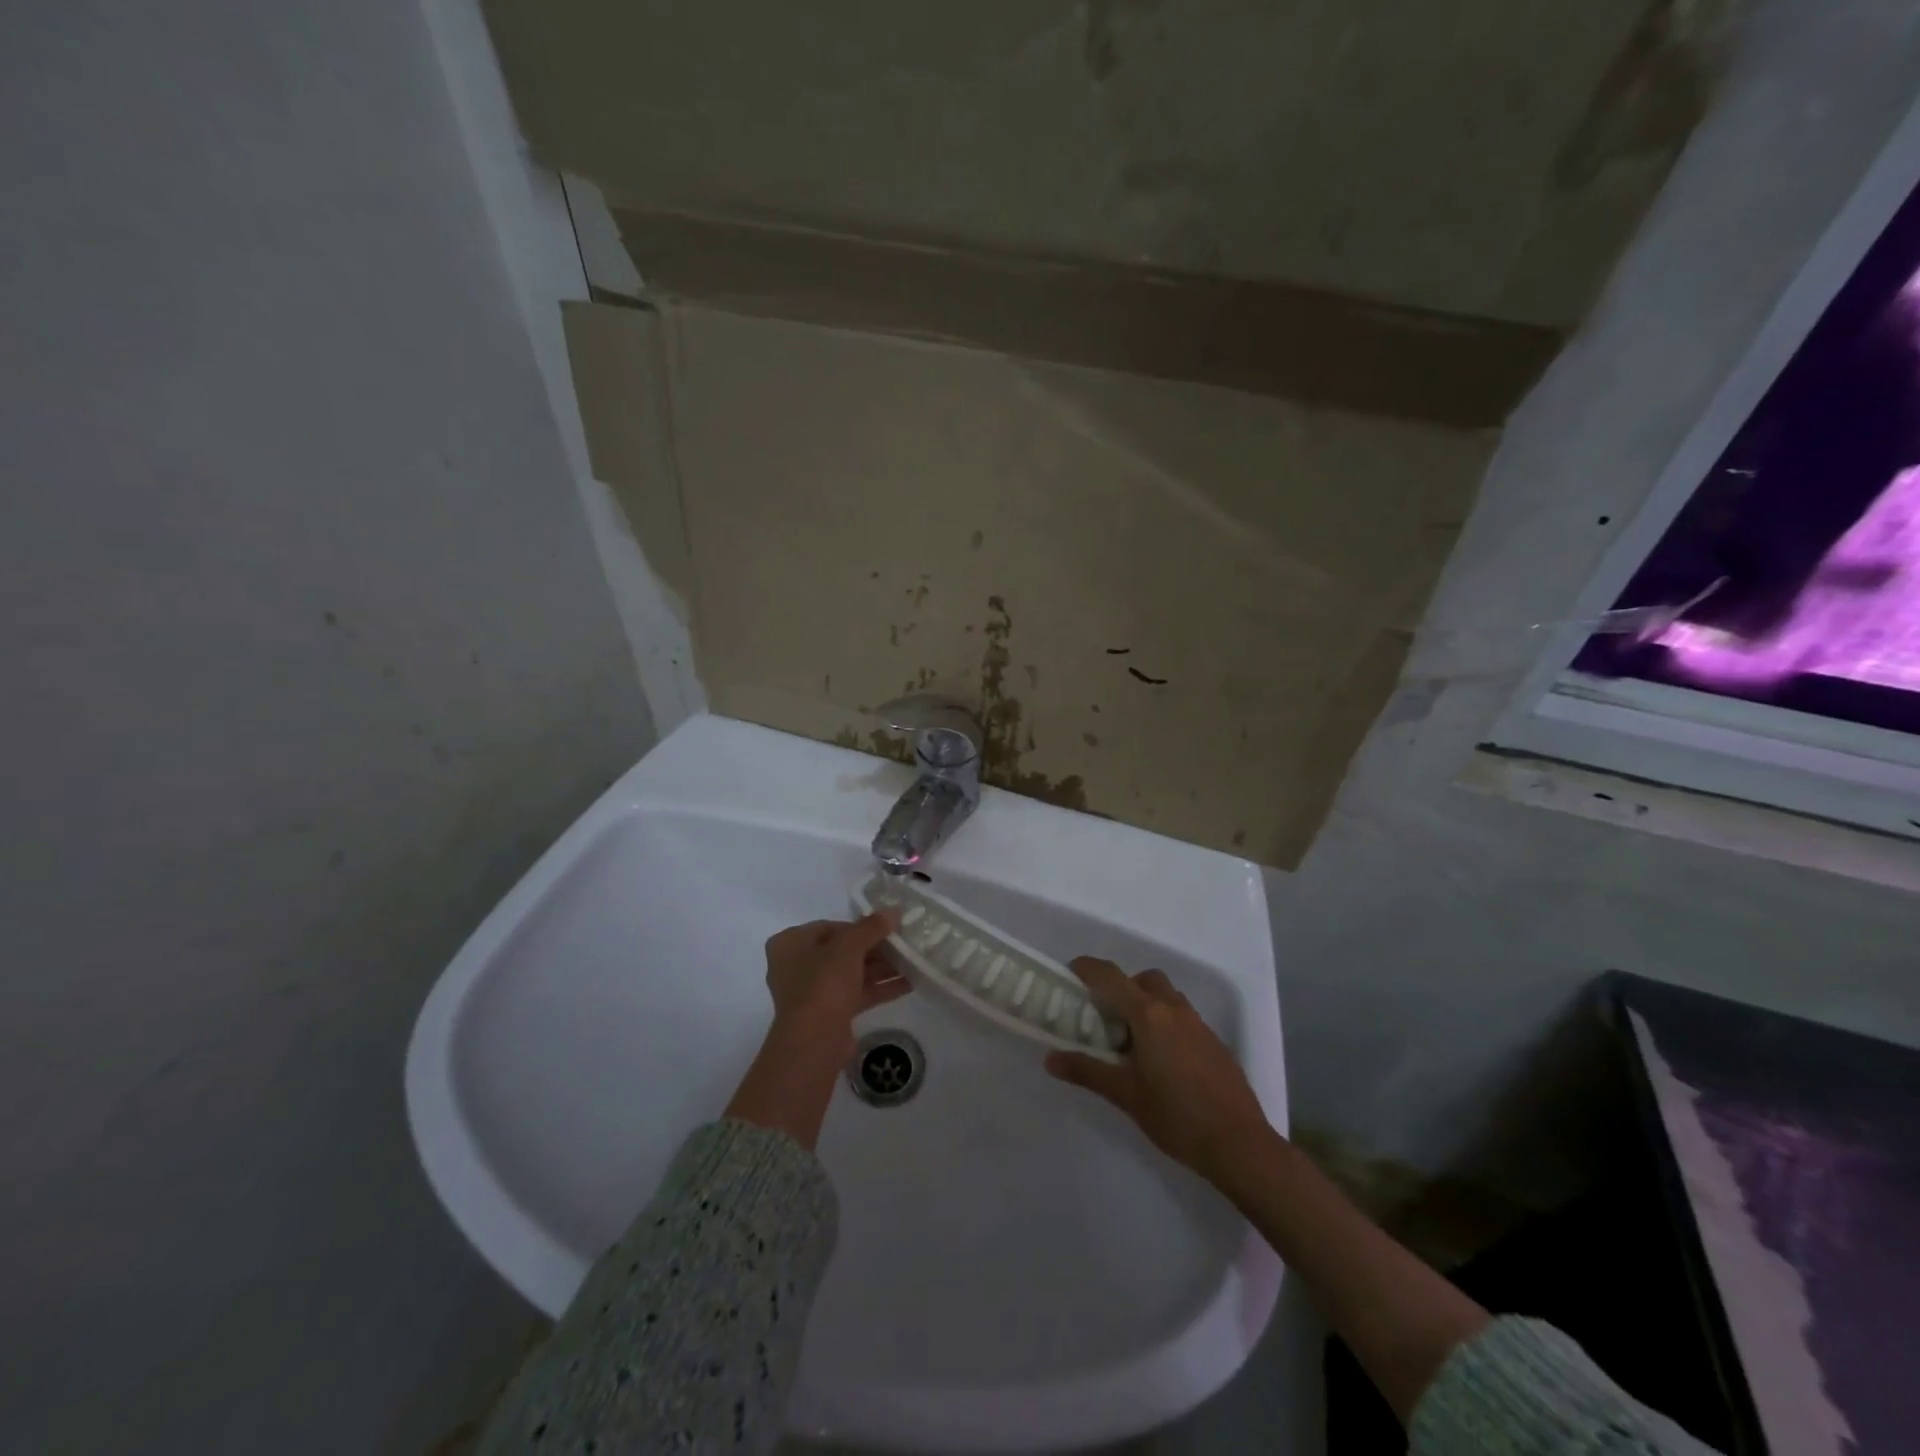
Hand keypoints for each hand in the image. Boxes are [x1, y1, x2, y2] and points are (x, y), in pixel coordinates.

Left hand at [762, 912, 909, 1056]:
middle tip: (903, 944)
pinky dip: (879, 988)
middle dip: (875, 948)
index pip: (829, 927)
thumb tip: (894, 911)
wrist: (814, 1042)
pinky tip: (909, 984)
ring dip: (881, 968)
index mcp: (790, 943)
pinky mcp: (828, 1015)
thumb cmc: (823, 984)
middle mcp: (796, 966)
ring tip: (912, 962)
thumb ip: (872, 927)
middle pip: (842, 951)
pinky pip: (856, 994)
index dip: (859, 926)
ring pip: (851, 974)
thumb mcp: (849, 947)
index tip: (886, 928)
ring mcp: (812, 993)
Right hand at [1045, 957, 1273, 1185]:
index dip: (1087, 968)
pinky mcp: (1215, 1044)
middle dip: (1122, 988)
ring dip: (1146, 1006)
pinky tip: (1162, 1063)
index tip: (1069, 974)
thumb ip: (1087, 1071)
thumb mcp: (1125, 1095)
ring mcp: (1199, 1025)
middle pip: (1143, 980)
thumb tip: (1050, 1059)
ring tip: (1133, 1043)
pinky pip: (1183, 1019)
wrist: (1240, 1145)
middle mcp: (1174, 1010)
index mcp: (1149, 1015)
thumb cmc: (1176, 1116)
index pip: (1111, 976)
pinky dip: (1166, 1025)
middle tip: (1105, 1018)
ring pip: (1167, 998)